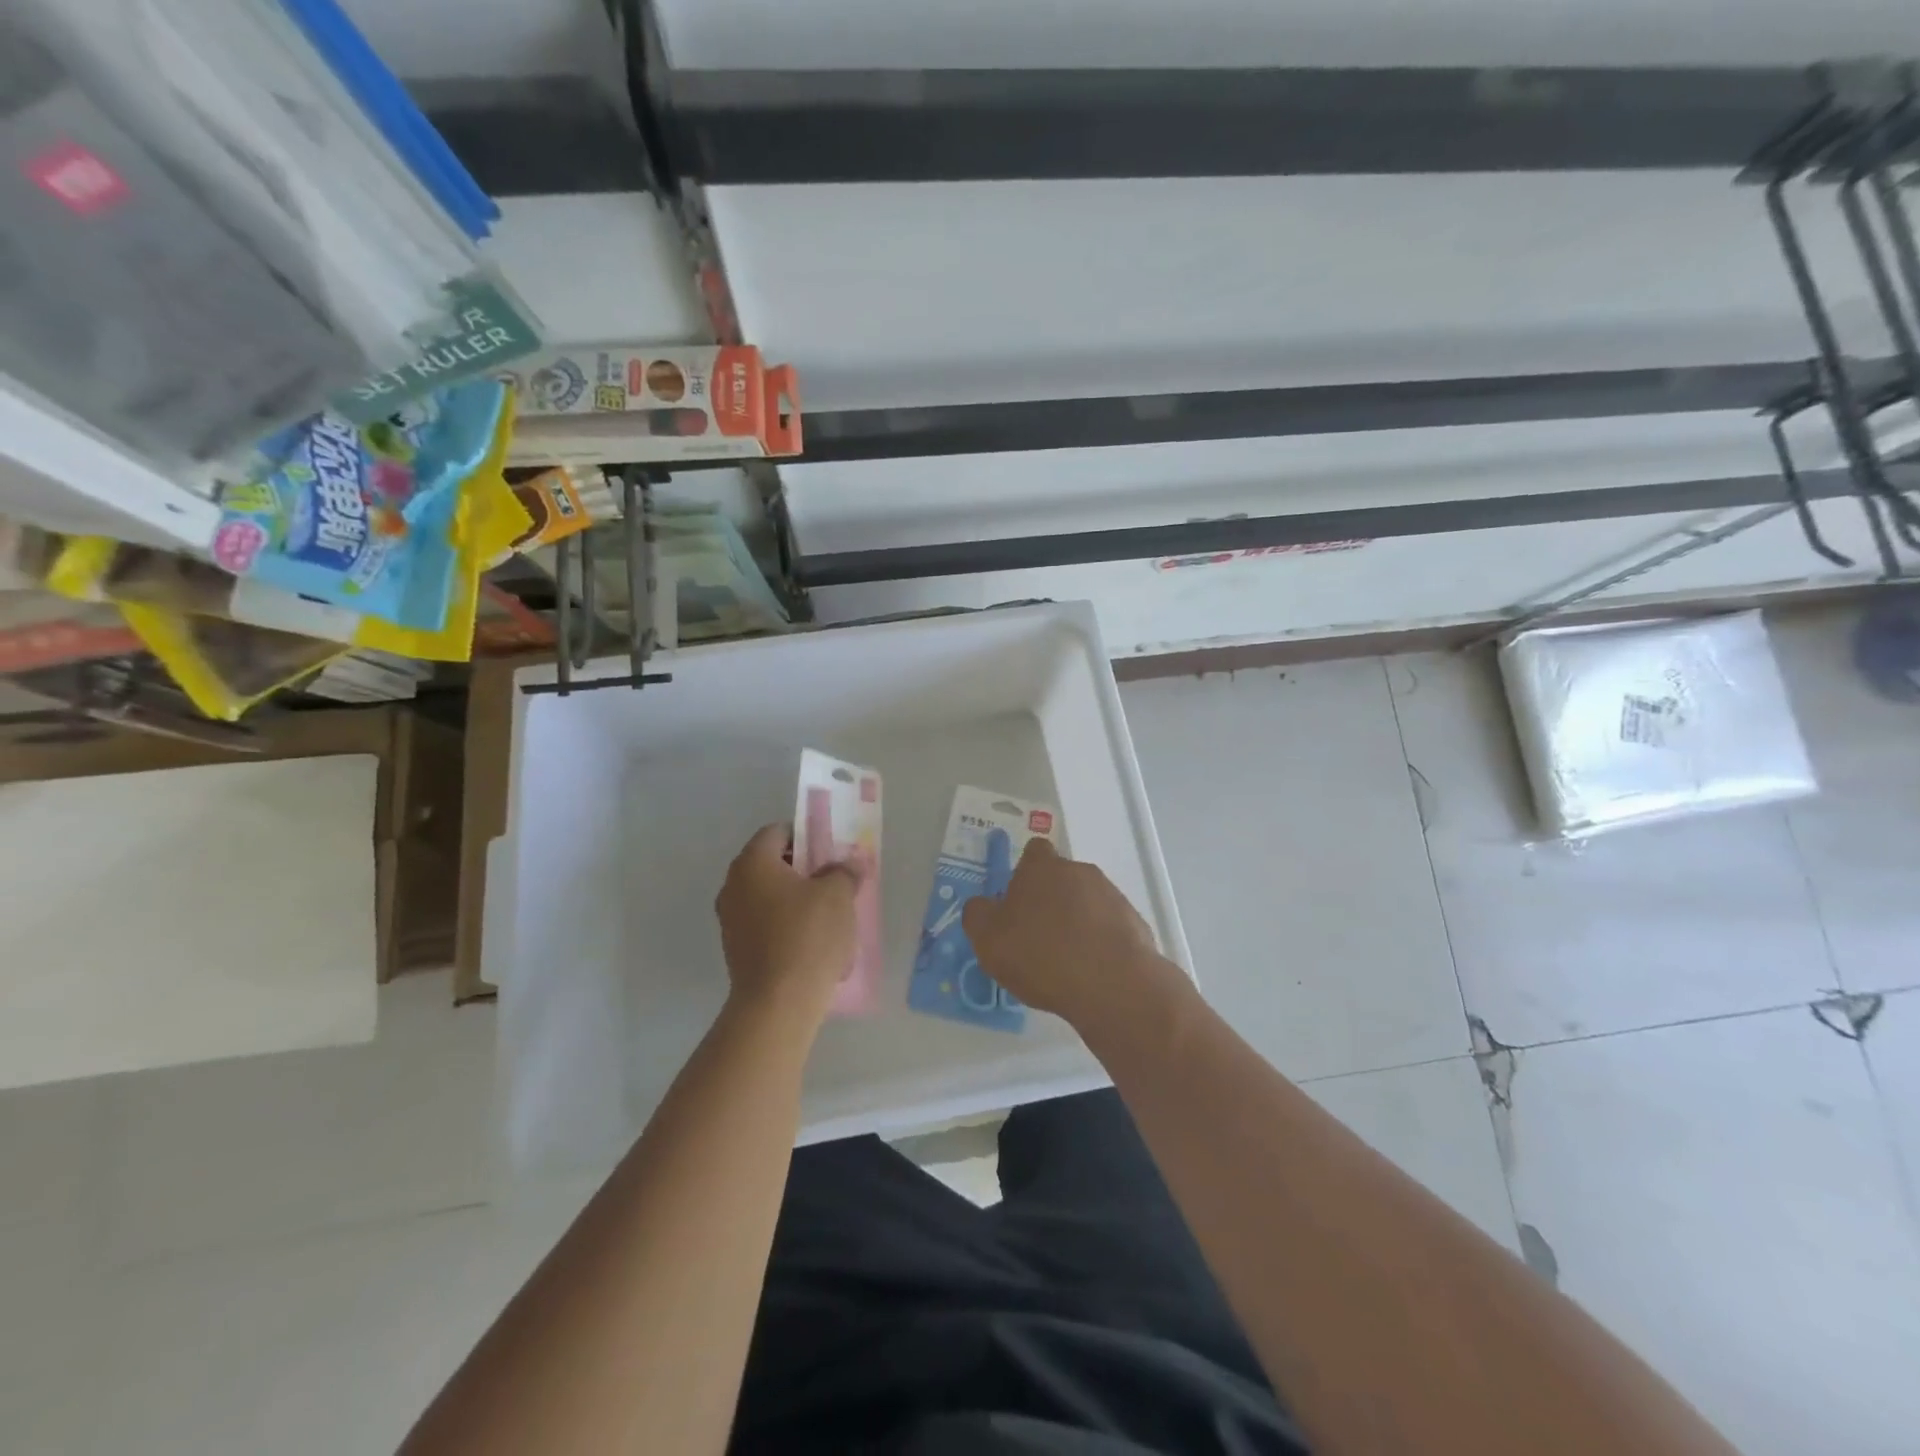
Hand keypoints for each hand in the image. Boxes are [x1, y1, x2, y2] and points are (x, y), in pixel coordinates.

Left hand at [715, 824, 861, 1028]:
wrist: (778, 1003)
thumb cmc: (808, 936)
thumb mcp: (838, 895)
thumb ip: (844, 871)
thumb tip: (849, 863)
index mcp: (752, 862)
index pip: (777, 832)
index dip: (806, 835)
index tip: (830, 851)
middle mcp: (733, 885)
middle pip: (771, 864)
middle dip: (803, 869)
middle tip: (834, 880)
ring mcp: (730, 920)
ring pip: (768, 896)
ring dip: (794, 899)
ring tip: (827, 914)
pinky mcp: (735, 950)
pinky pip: (764, 924)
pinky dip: (785, 925)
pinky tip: (811, 942)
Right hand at [961, 839, 1167, 1025]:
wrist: (1113, 985)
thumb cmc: (1041, 955)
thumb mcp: (988, 939)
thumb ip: (978, 914)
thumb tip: (982, 905)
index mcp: (1042, 867)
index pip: (1033, 852)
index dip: (1023, 874)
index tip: (1017, 902)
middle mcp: (1080, 871)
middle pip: (1061, 878)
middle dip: (1050, 901)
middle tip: (1036, 937)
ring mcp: (1112, 895)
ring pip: (1087, 902)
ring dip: (1076, 922)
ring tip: (1065, 962)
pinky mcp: (1134, 923)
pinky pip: (1109, 927)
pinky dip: (1099, 943)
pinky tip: (1091, 973)